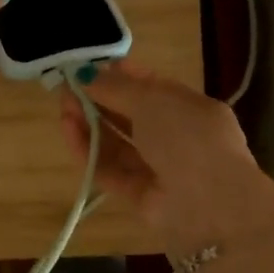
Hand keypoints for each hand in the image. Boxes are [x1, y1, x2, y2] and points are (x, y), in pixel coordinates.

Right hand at [59, 59, 273, 256]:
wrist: (211, 205)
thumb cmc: (188, 137)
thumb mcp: (152, 100)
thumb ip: (115, 87)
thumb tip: (85, 74)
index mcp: (191, 109)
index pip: (152, 88)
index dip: (121, 76)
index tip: (89, 68)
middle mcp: (177, 138)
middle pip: (131, 116)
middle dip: (100, 100)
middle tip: (67, 87)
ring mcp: (159, 170)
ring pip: (117, 143)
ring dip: (90, 124)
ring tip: (62, 107)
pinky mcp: (139, 196)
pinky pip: (110, 169)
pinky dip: (88, 151)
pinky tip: (68, 130)